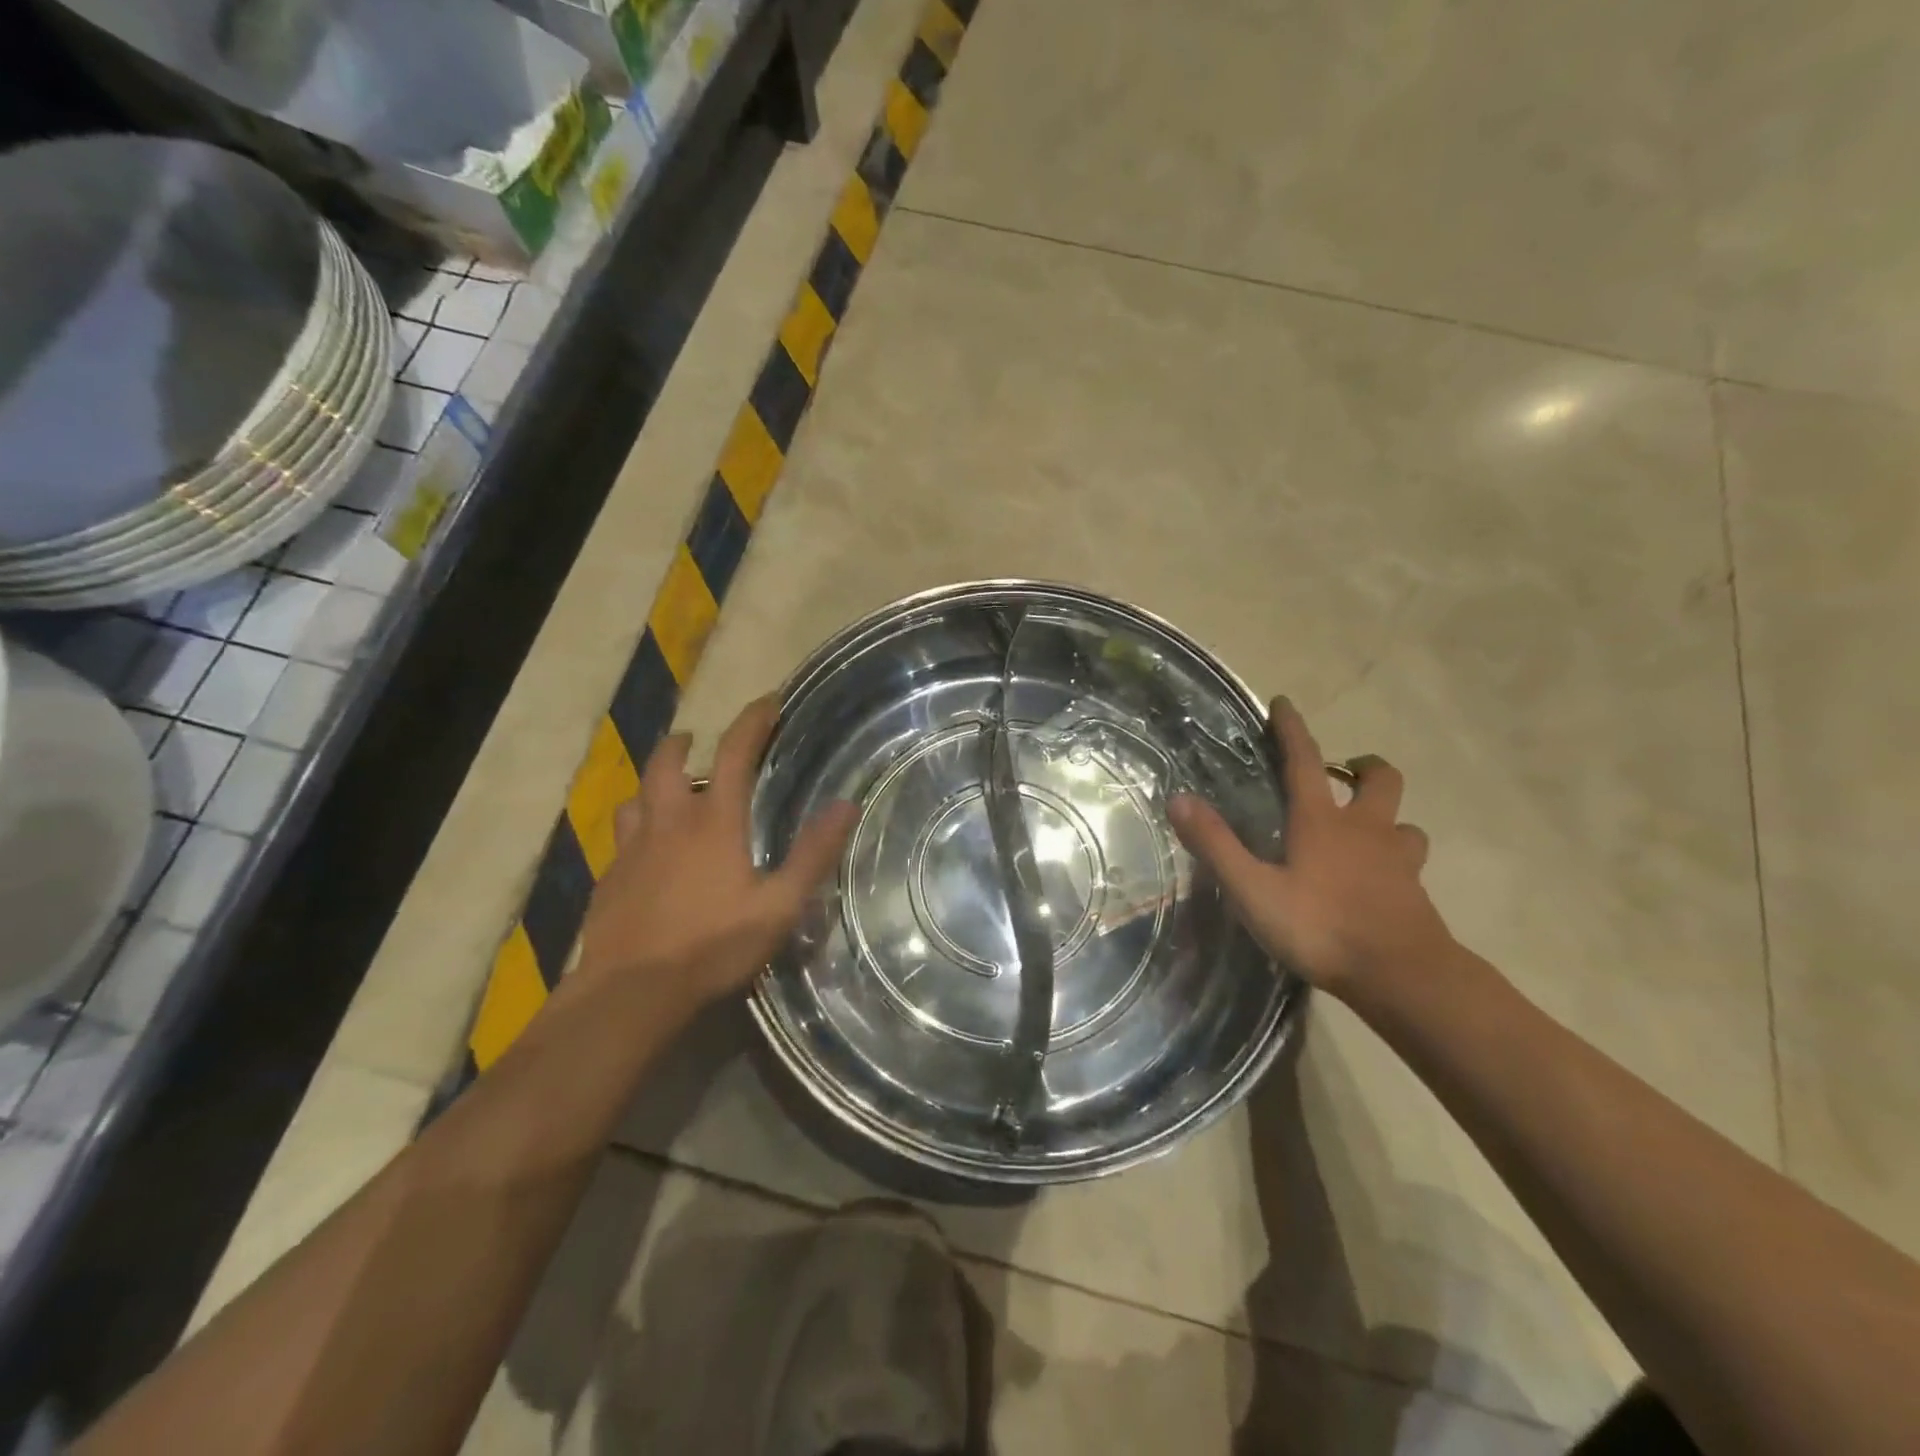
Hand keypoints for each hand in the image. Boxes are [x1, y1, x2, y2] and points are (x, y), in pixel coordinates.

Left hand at [574, 696, 857, 1015]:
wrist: (629, 993)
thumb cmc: (711, 946)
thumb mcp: (779, 906)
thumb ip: (813, 854)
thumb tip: (847, 805)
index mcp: (714, 821)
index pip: (733, 753)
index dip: (751, 721)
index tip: (767, 701)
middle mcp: (669, 822)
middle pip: (667, 763)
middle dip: (682, 742)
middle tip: (696, 739)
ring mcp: (632, 848)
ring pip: (636, 796)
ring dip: (654, 782)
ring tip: (668, 790)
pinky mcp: (610, 877)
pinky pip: (622, 836)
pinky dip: (637, 826)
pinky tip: (647, 850)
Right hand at [1168, 697, 1452, 998]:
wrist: (1402, 977)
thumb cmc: (1320, 928)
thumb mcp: (1253, 889)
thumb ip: (1216, 845)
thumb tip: (1178, 798)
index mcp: (1321, 822)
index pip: (1304, 761)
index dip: (1292, 730)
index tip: (1284, 703)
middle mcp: (1365, 830)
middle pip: (1380, 780)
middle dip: (1364, 766)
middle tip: (1344, 773)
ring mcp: (1397, 861)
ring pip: (1404, 822)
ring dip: (1386, 817)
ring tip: (1365, 830)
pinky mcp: (1415, 893)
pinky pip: (1409, 861)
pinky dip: (1395, 858)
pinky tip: (1379, 879)